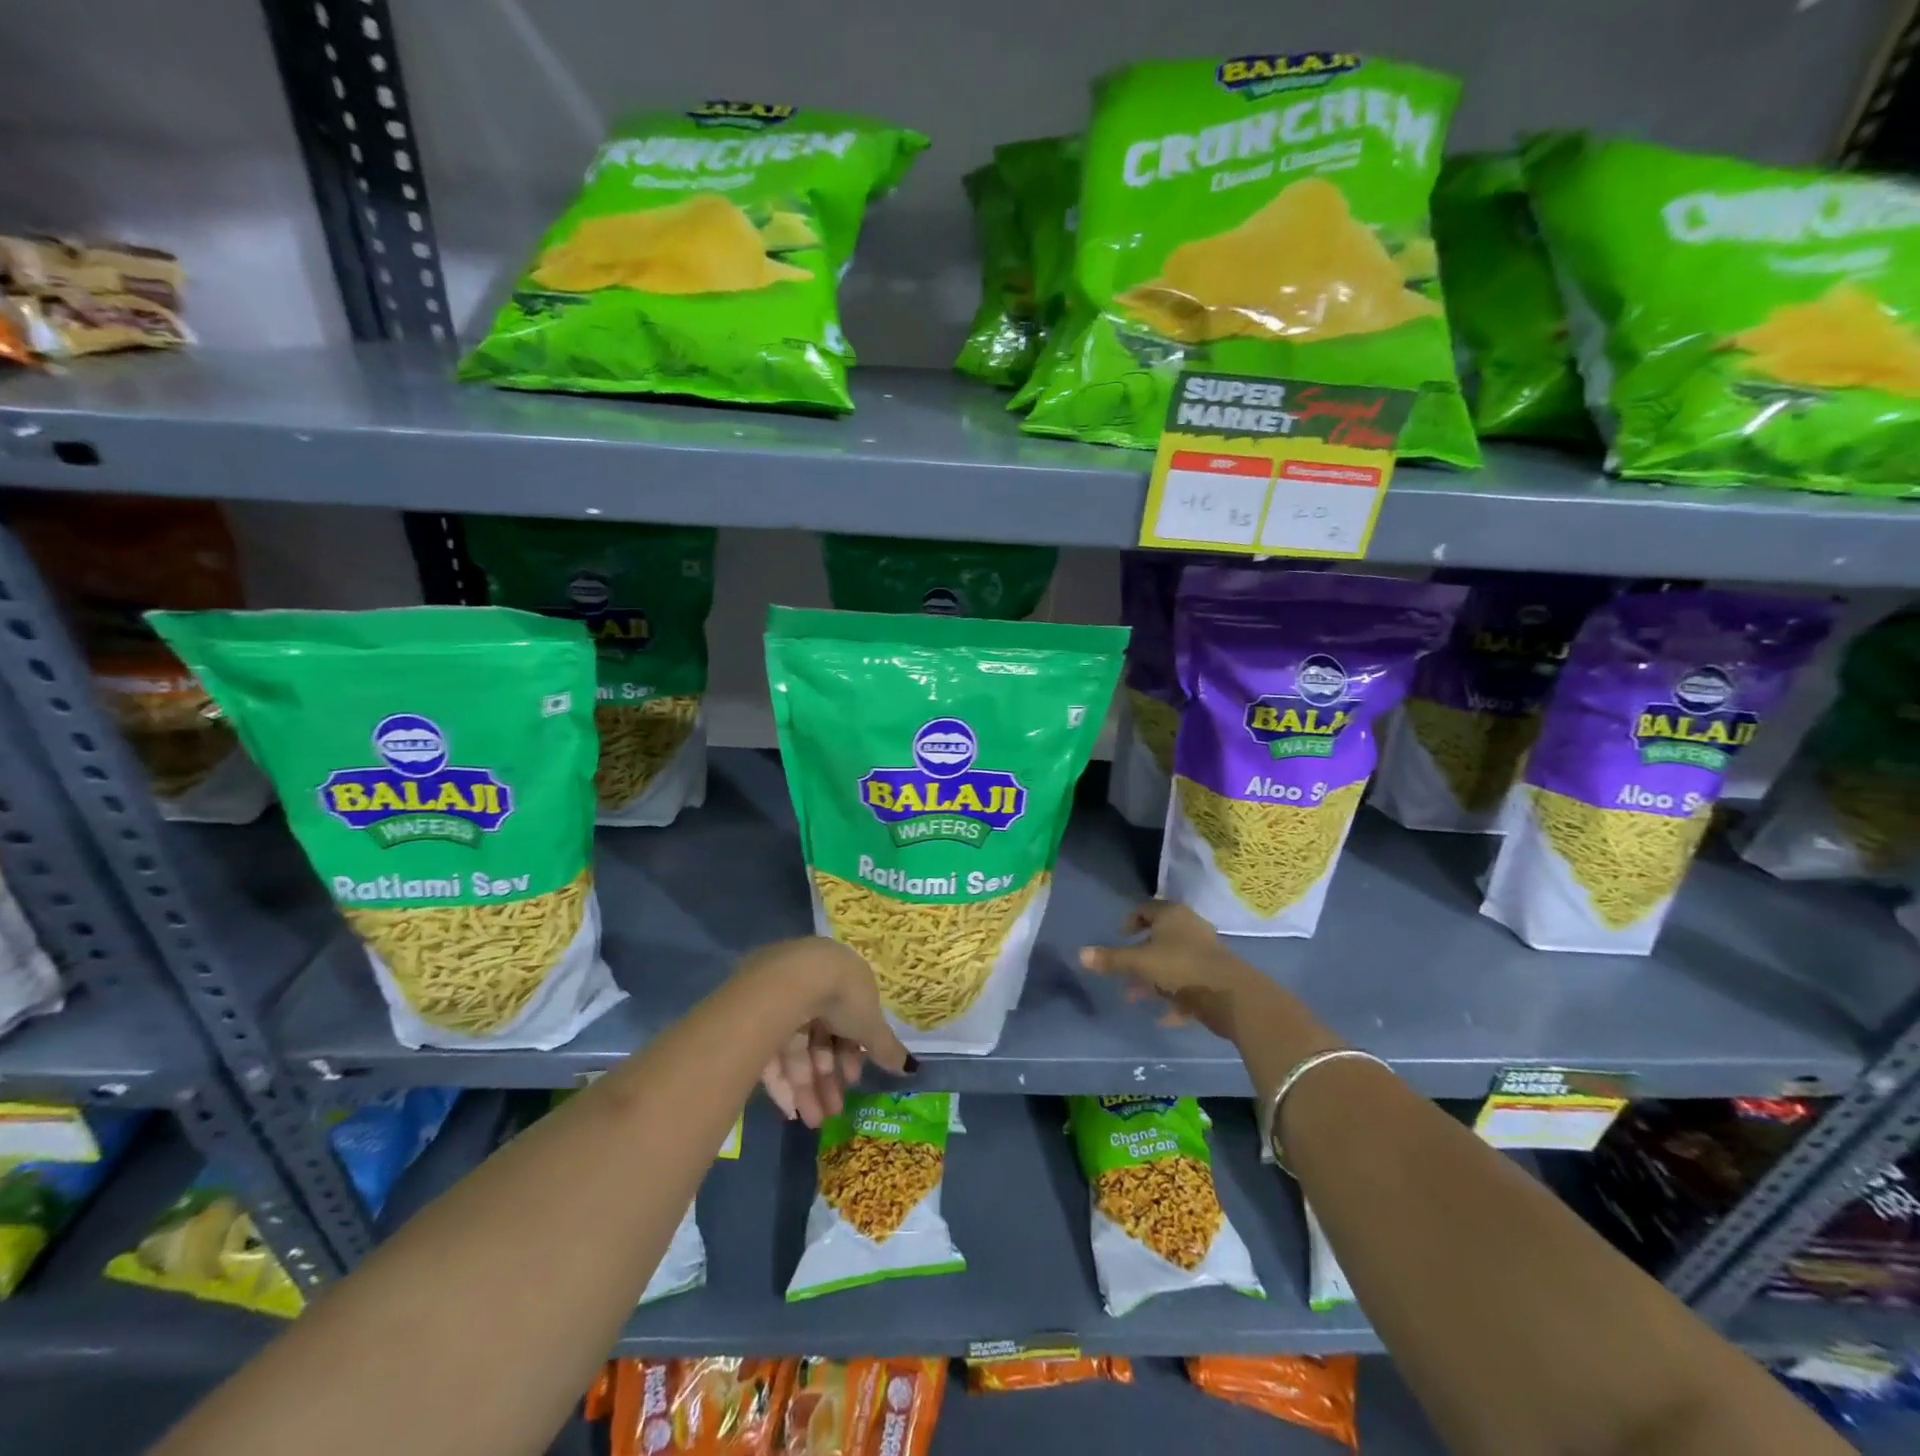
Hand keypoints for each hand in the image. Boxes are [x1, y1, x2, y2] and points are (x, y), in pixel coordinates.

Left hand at [744, 938, 913, 1128]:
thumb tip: (910, 1067)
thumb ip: (886, 1047)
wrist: (795, 980)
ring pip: (795, 1050)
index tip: (853, 1079)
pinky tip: (790, 1110)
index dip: (850, 1053)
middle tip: (834, 1110)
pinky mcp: (752, 1018)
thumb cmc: (843, 995)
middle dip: (828, 1078)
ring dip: (807, 1088)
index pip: (845, 1021)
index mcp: (838, 980)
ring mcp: (778, 1001)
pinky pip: (770, 1053)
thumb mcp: (871, 1024)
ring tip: (814, 1120)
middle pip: (819, 1039)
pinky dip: (781, 1083)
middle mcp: (808, 987)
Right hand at [1078, 900, 1265, 1039]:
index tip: (1119, 938)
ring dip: (1153, 980)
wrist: (1230, 995)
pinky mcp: (1215, 978)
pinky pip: (1188, 985)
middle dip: (1138, 957)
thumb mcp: (1138, 963)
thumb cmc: (1180, 967)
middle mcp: (1190, 928)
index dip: (1129, 922)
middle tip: (1123, 974)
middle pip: (1159, 938)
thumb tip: (1080, 954)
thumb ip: (1110, 960)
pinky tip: (1163, 1018)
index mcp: (1172, 916)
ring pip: (1172, 963)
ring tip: (1135, 999)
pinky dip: (1175, 999)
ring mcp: (1205, 953)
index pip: (1146, 909)